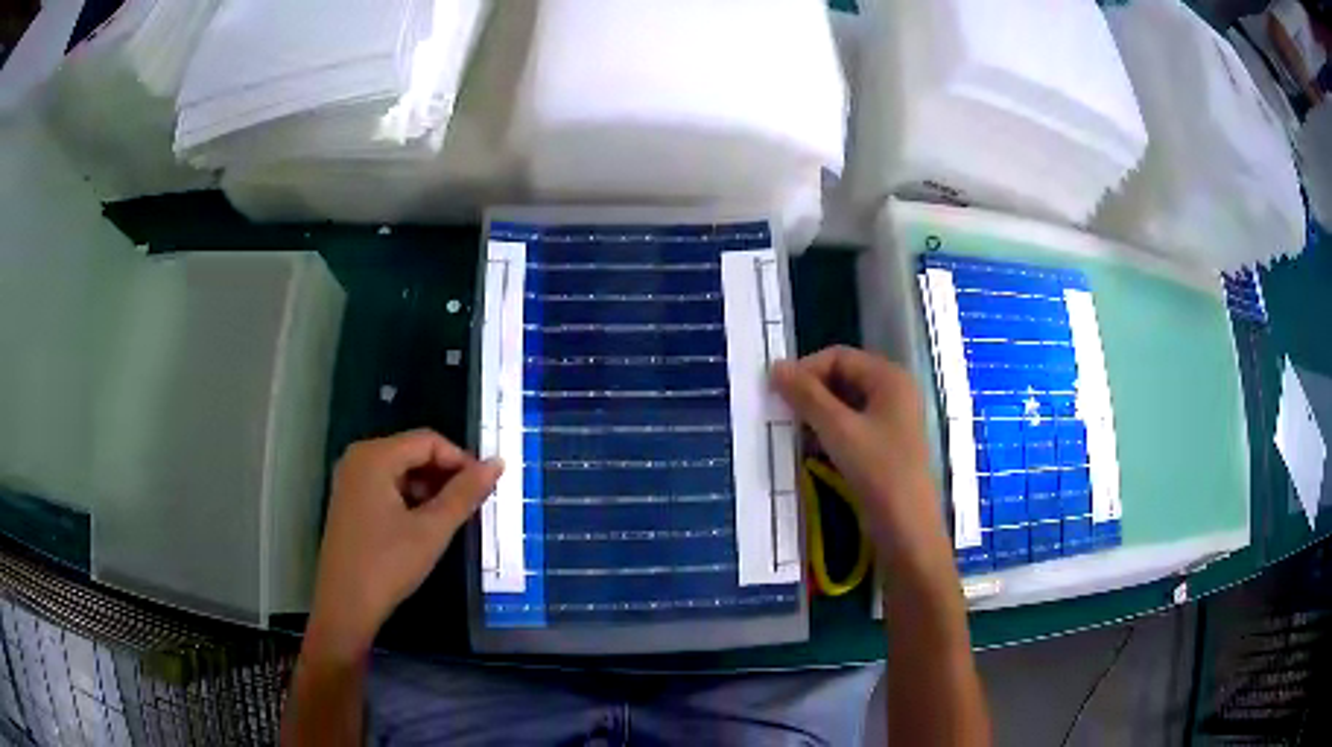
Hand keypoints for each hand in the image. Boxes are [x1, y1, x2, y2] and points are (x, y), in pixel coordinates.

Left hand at [304, 430, 502, 660]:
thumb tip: (497, 463)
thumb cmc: (388, 564)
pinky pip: (387, 486)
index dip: (461, 460)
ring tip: (451, 518)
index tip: (485, 488)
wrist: (345, 605)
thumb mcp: (432, 530)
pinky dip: (410, 499)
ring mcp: (351, 480)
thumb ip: (465, 494)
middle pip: (413, 452)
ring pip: (401, 471)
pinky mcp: (350, 501)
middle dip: (445, 475)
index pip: (428, 441)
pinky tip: (424, 525)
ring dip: (430, 489)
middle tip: (472, 505)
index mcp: (375, 456)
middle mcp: (359, 458)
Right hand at [771, 346, 946, 567]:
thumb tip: (775, 367)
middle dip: (811, 393)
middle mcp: (894, 392)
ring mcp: (892, 420)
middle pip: (843, 377)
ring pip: (845, 404)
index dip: (806, 370)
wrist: (907, 529)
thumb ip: (806, 396)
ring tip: (794, 434)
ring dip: (817, 415)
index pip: (838, 357)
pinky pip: (852, 426)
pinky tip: (812, 450)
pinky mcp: (886, 446)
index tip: (777, 394)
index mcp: (889, 378)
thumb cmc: (878, 472)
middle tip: (783, 415)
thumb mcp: (838, 430)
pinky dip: (830, 433)